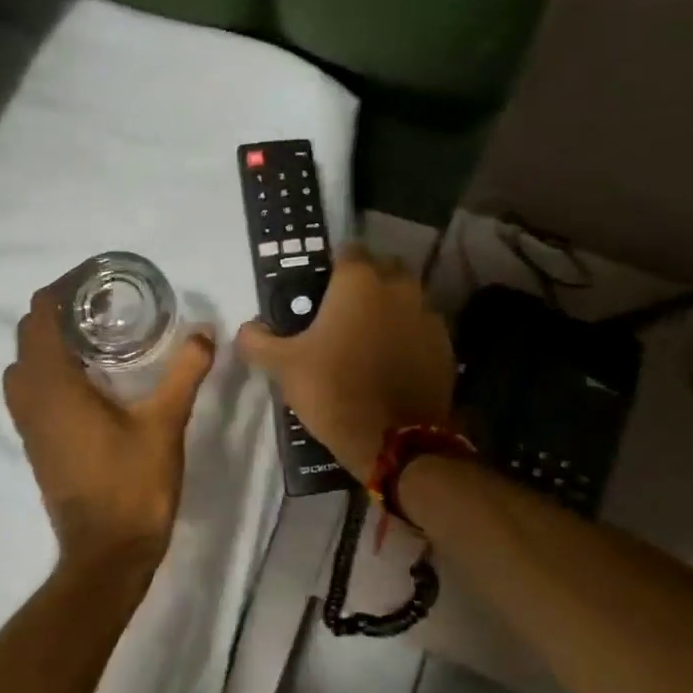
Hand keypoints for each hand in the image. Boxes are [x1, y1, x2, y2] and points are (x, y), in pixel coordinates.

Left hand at [4, 283, 215, 580]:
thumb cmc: (133, 485)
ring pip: (23, 365)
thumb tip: (204, 332)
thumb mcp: (165, 424)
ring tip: (94, 338)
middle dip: (57, 312)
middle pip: (27, 336)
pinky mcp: (35, 443)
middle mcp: (31, 398)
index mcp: (54, 385)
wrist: (107, 552)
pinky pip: (29, 391)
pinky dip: (48, 370)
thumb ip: (184, 373)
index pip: (40, 316)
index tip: (96, 280)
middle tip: (103, 305)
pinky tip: (89, 379)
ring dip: (49, 343)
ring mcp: (28, 424)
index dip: (62, 290)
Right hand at [235, 245, 454, 481]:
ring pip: (407, 298)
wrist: (395, 442)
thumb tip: (246, 329)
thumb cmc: (334, 390)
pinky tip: (392, 360)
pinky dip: (408, 335)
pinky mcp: (445, 346)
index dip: (333, 266)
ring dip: (390, 308)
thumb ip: (258, 341)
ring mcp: (428, 316)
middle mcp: (399, 288)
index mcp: (359, 282)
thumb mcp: (284, 366)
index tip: (319, 288)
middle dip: (366, 282)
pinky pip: (422, 328)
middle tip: (343, 311)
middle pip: (383, 269)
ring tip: (369, 337)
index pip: (348, 250)